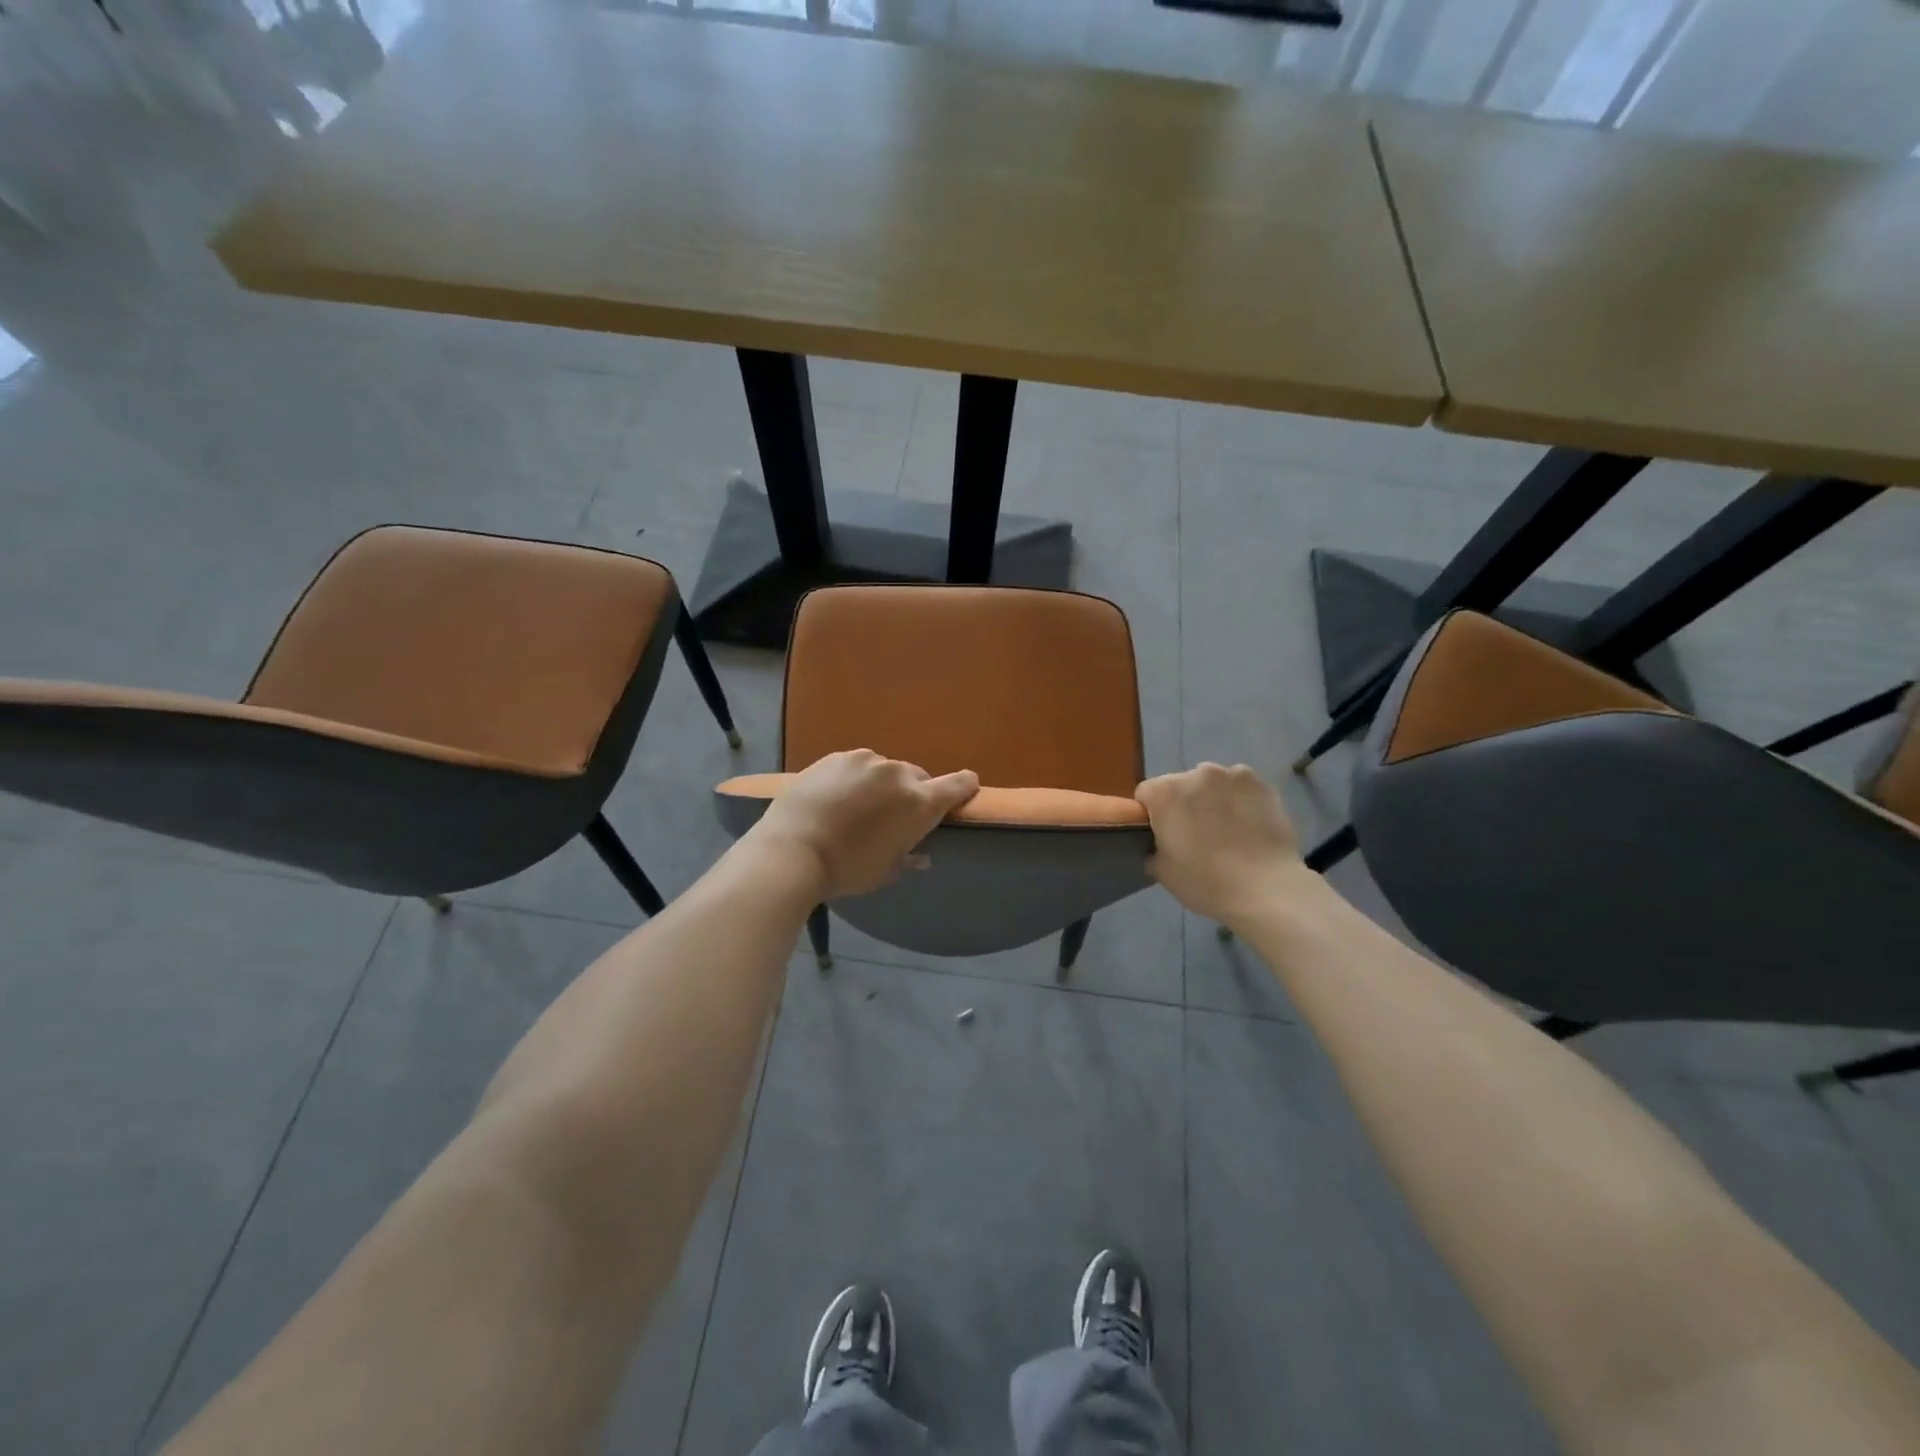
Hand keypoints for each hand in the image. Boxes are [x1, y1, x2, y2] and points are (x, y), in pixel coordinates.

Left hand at [746, 750, 979, 899]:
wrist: (792, 850)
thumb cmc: (847, 868)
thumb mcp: (885, 871)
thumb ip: (908, 856)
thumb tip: (921, 855)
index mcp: (919, 802)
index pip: (957, 785)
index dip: (965, 786)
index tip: (967, 788)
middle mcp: (897, 774)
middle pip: (917, 778)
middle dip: (912, 794)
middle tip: (893, 817)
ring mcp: (864, 761)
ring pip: (884, 770)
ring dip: (880, 785)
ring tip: (859, 808)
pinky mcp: (835, 757)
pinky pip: (855, 767)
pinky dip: (853, 780)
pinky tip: (836, 799)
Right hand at [1135, 763, 1306, 926]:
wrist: (1266, 890)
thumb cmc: (1205, 882)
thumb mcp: (1161, 871)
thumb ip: (1152, 847)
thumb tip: (1160, 842)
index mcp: (1165, 792)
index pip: (1146, 795)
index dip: (1152, 816)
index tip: (1164, 836)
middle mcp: (1196, 773)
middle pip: (1180, 785)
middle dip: (1184, 804)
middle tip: (1196, 836)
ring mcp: (1233, 775)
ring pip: (1213, 784)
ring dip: (1213, 800)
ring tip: (1227, 831)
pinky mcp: (1262, 784)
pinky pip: (1241, 789)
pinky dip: (1241, 801)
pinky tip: (1249, 826)